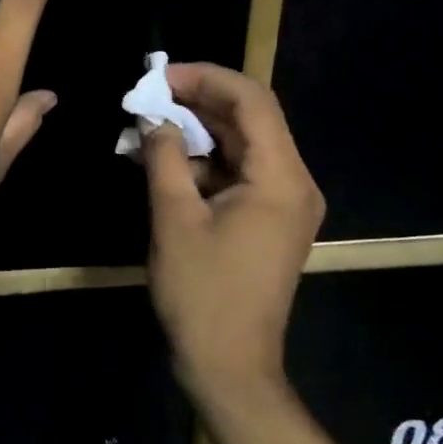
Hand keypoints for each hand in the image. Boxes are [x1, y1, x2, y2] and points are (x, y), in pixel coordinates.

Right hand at [141, 65, 323, 400]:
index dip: (205, 78)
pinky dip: (204, 162)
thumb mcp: (174, 218)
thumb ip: (165, 157)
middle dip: (198, 102)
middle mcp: (294, 183)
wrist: (230, 366)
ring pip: (242, 145)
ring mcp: (284, 203)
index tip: (160, 77)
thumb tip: (154, 118)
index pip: (252, 101)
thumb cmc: (202, 293)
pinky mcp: (269, 220)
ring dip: (198, 132)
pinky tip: (165, 161)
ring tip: (149, 125)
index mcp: (281, 178)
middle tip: (148, 97)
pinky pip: (238, 173)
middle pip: (250, 119)